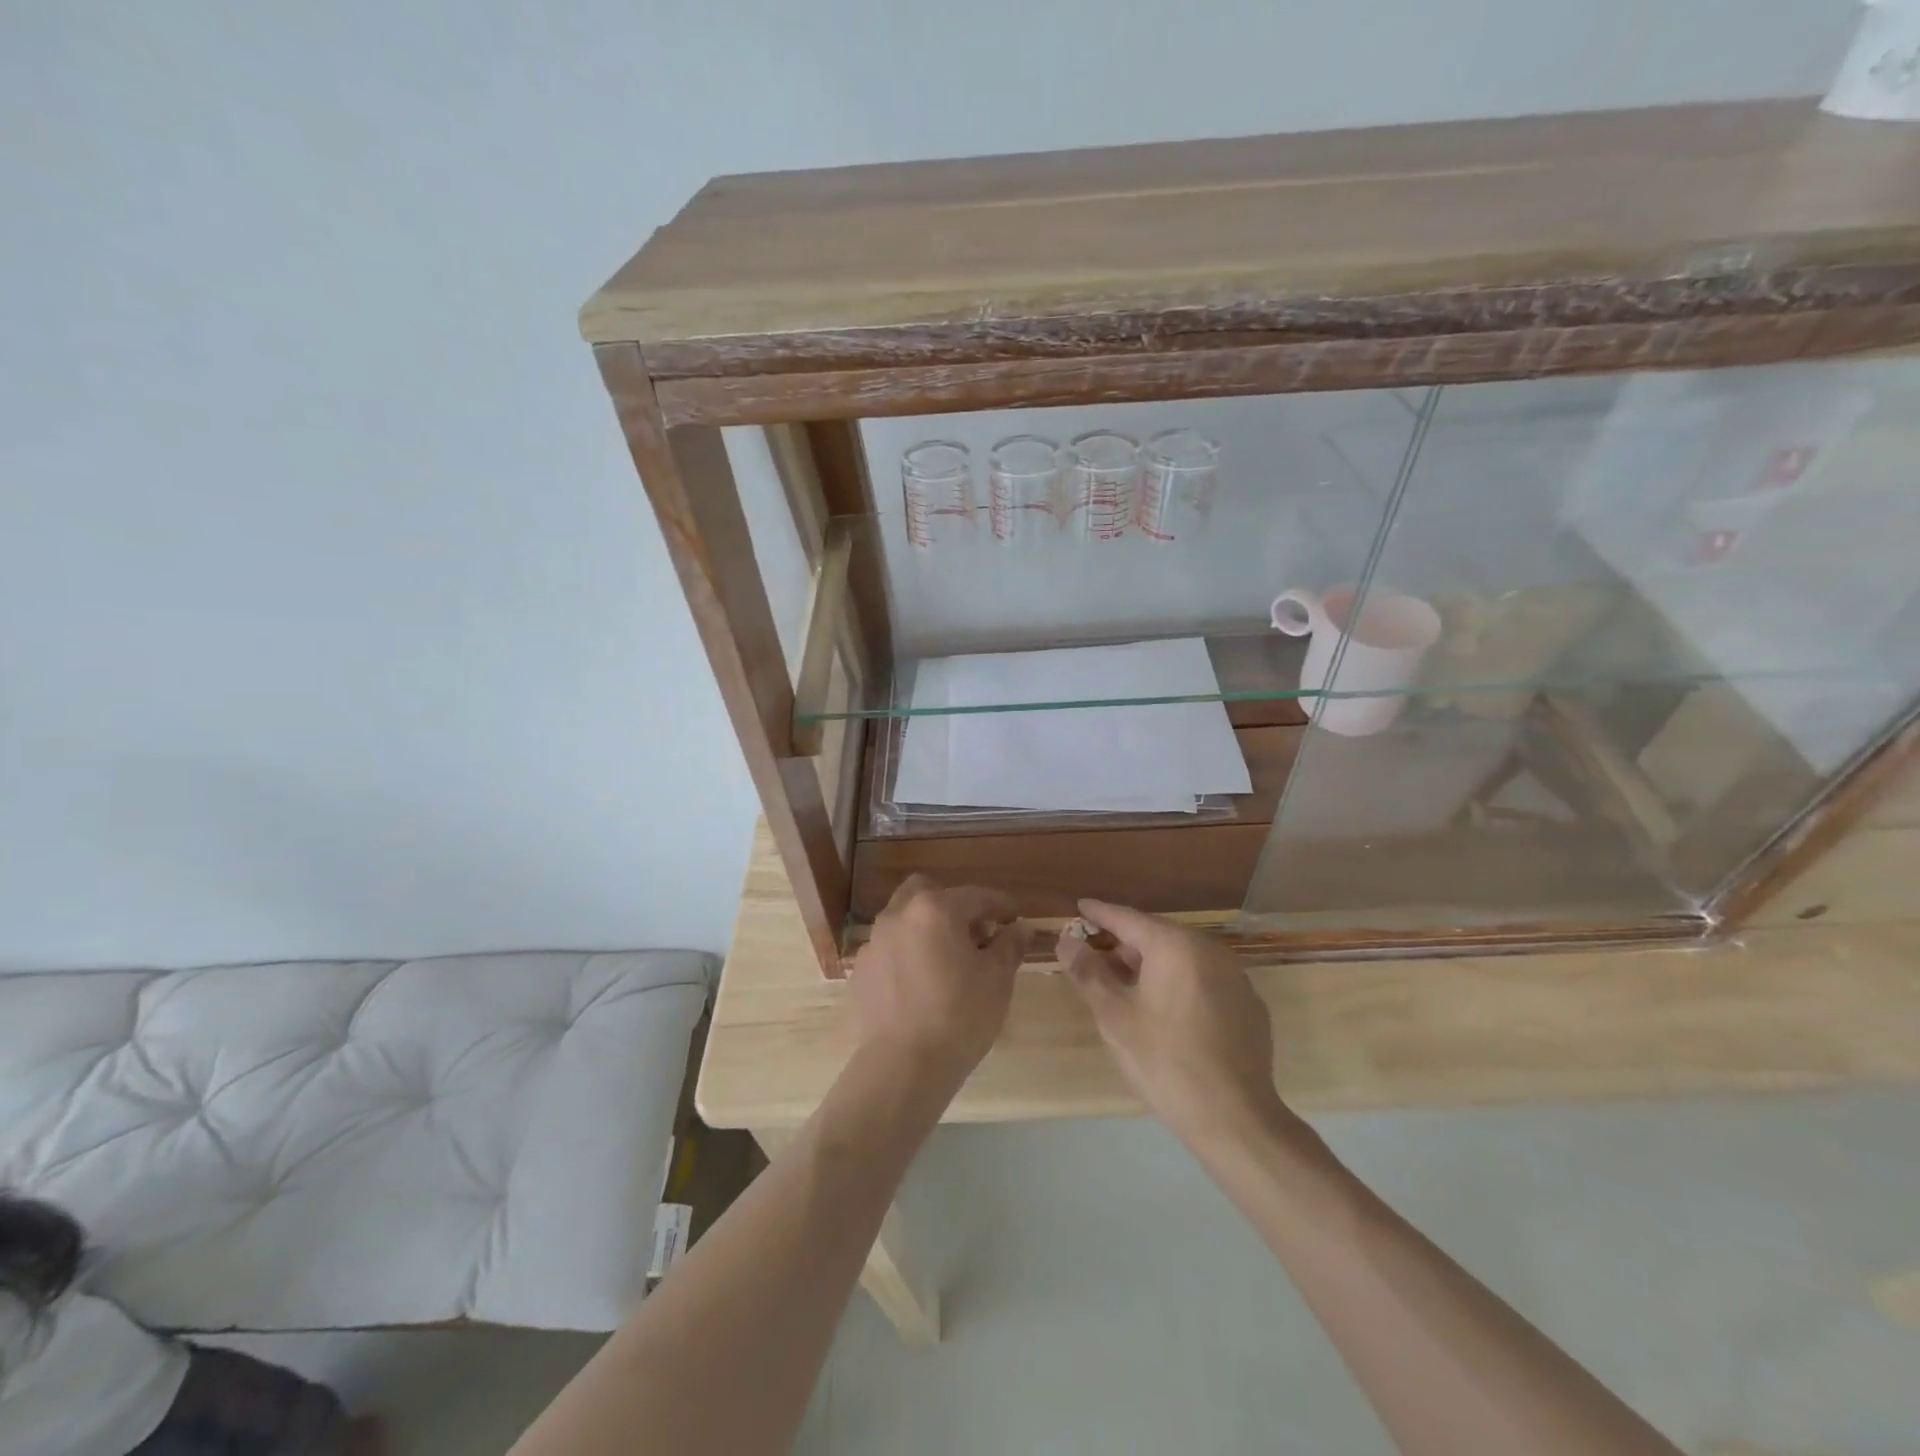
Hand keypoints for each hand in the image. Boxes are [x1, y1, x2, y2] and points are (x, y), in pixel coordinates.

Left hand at [851, 875, 1026, 1084]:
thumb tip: (1020, 928)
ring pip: (904, 919)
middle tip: (974, 934)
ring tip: (947, 961)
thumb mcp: (997, 980)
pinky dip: (907, 954)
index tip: (1015, 918)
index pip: (975, 896)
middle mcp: (899, 915)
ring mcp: (874, 942)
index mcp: (935, 909)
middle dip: (953, 905)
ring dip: (927, 928)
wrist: (903, 1066)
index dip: (1000, 905)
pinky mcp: (861, 970)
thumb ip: (1009, 945)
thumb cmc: (959, 1017)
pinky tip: (921, 983)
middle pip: (927, 892)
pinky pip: (889, 949)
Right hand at [1056, 900, 1298, 1146]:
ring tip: (1125, 988)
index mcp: (1174, 945)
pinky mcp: (1249, 1004)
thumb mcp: (1114, 1017)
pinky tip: (1166, 1013)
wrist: (1235, 1118)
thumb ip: (1088, 972)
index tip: (1079, 908)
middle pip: (1156, 936)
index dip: (1099, 914)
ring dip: (1151, 965)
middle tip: (1095, 960)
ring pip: (1182, 958)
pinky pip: (1204, 980)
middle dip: (1124, 945)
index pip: (1127, 918)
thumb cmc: (1165, 1061)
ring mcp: (1235, 976)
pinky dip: (1179, 984)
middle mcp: (1208, 949)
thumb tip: (1067, 941)